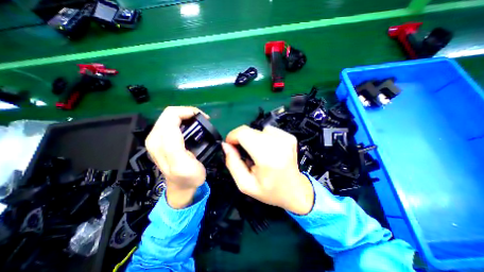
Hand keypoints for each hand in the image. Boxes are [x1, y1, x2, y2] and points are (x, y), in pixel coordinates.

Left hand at [146, 106, 208, 207]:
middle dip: (188, 113)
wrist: (182, 187)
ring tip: (199, 123)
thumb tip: (176, 128)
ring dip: (186, 116)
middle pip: (170, 113)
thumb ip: (175, 147)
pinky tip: (192, 127)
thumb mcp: (183, 166)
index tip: (204, 119)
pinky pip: (172, 123)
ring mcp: (157, 138)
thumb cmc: (187, 177)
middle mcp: (154, 137)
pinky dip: (184, 121)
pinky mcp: (162, 140)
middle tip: (203, 120)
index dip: (189, 112)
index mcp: (160, 141)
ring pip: (171, 117)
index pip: (172, 115)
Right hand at [222, 125, 313, 214]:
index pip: (244, 133)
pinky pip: (268, 131)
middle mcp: (278, 143)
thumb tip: (226, 145)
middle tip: (244, 154)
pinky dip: (264, 139)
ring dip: (253, 140)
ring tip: (258, 154)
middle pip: (250, 130)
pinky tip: (269, 151)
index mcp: (267, 157)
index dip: (233, 136)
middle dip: (241, 139)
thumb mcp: (245, 184)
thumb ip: (232, 163)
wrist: (296, 191)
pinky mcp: (289, 136)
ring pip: (258, 130)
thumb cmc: (270, 191)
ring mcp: (286, 138)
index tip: (230, 145)